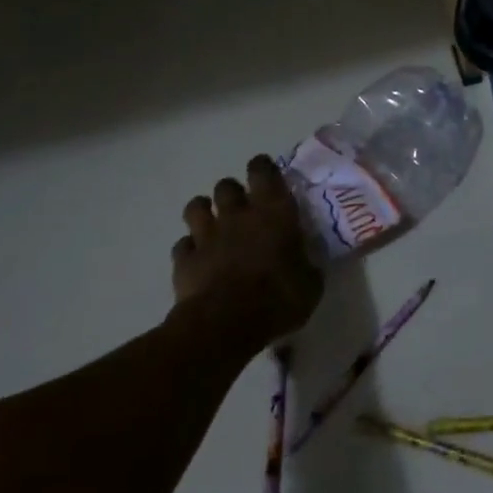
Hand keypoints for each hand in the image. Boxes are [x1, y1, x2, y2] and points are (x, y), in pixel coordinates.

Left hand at [174, 155, 323, 344]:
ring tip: (213, 225)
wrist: (227, 324)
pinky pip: (182, 245)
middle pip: (226, 185)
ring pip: (195, 207)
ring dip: (204, 212)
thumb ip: (308, 266)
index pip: (263, 170)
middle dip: (232, 193)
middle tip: (242, 209)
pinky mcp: (184, 260)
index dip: (262, 168)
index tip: (266, 175)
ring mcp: (207, 236)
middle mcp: (237, 215)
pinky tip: (198, 260)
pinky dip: (189, 249)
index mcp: (273, 212)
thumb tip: (308, 265)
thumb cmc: (278, 298)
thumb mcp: (310, 284)